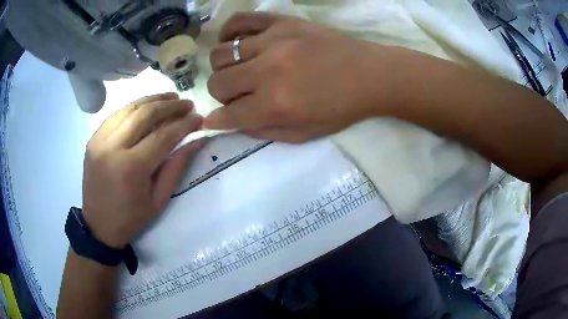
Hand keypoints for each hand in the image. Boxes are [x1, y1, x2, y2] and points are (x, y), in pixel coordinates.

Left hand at [82, 93, 203, 248]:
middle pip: (145, 114)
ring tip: (170, 97)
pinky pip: (116, 115)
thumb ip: (177, 166)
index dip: (184, 124)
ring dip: (152, 99)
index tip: (199, 118)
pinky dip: (134, 107)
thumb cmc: (131, 218)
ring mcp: (99, 140)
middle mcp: (113, 147)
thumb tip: (198, 140)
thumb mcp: (159, 199)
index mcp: (131, 168)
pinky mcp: (93, 139)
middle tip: (187, 104)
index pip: (162, 136)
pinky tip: (147, 106)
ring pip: (129, 108)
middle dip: (170, 106)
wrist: (99, 225)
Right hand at [205, 13, 394, 142]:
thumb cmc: (339, 108)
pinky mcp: (280, 22)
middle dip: (221, 94)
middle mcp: (267, 72)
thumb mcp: (303, 133)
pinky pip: (238, 21)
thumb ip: (263, 131)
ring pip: (220, 54)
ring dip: (223, 67)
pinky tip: (234, 41)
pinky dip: (228, 32)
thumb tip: (231, 122)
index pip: (228, 114)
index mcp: (275, 105)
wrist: (369, 74)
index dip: (216, 120)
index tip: (213, 120)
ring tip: (238, 68)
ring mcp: (272, 41)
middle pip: (218, 83)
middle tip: (236, 94)